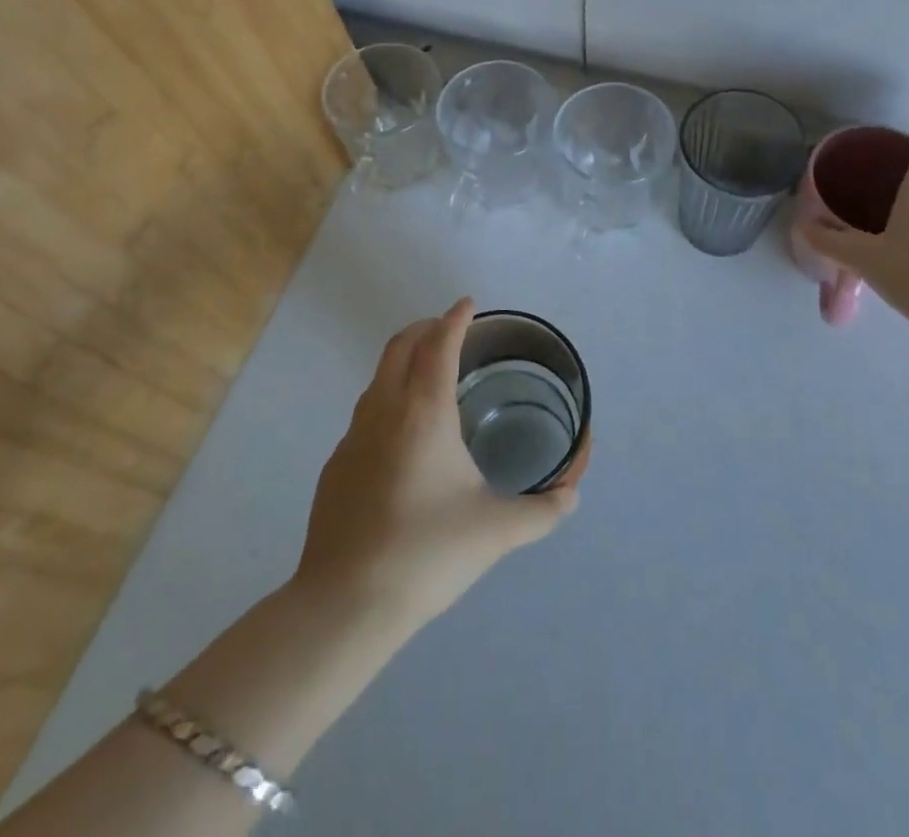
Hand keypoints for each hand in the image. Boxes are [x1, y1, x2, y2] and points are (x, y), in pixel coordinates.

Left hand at [295, 299, 578, 627]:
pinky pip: (365, 413)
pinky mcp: (336, 466)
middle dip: (425, 328)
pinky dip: (387, 400)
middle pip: (400, 346)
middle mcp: (384, 411)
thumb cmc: (427, 553)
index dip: (456, 318)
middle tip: (450, 330)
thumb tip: (572, 497)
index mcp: (424, 411)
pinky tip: (402, 437)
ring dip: (403, 361)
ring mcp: (352, 437)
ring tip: (429, 376)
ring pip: (378, 377)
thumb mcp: (496, 531)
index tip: (468, 304)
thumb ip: (542, 511)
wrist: (345, 604)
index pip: (439, 344)